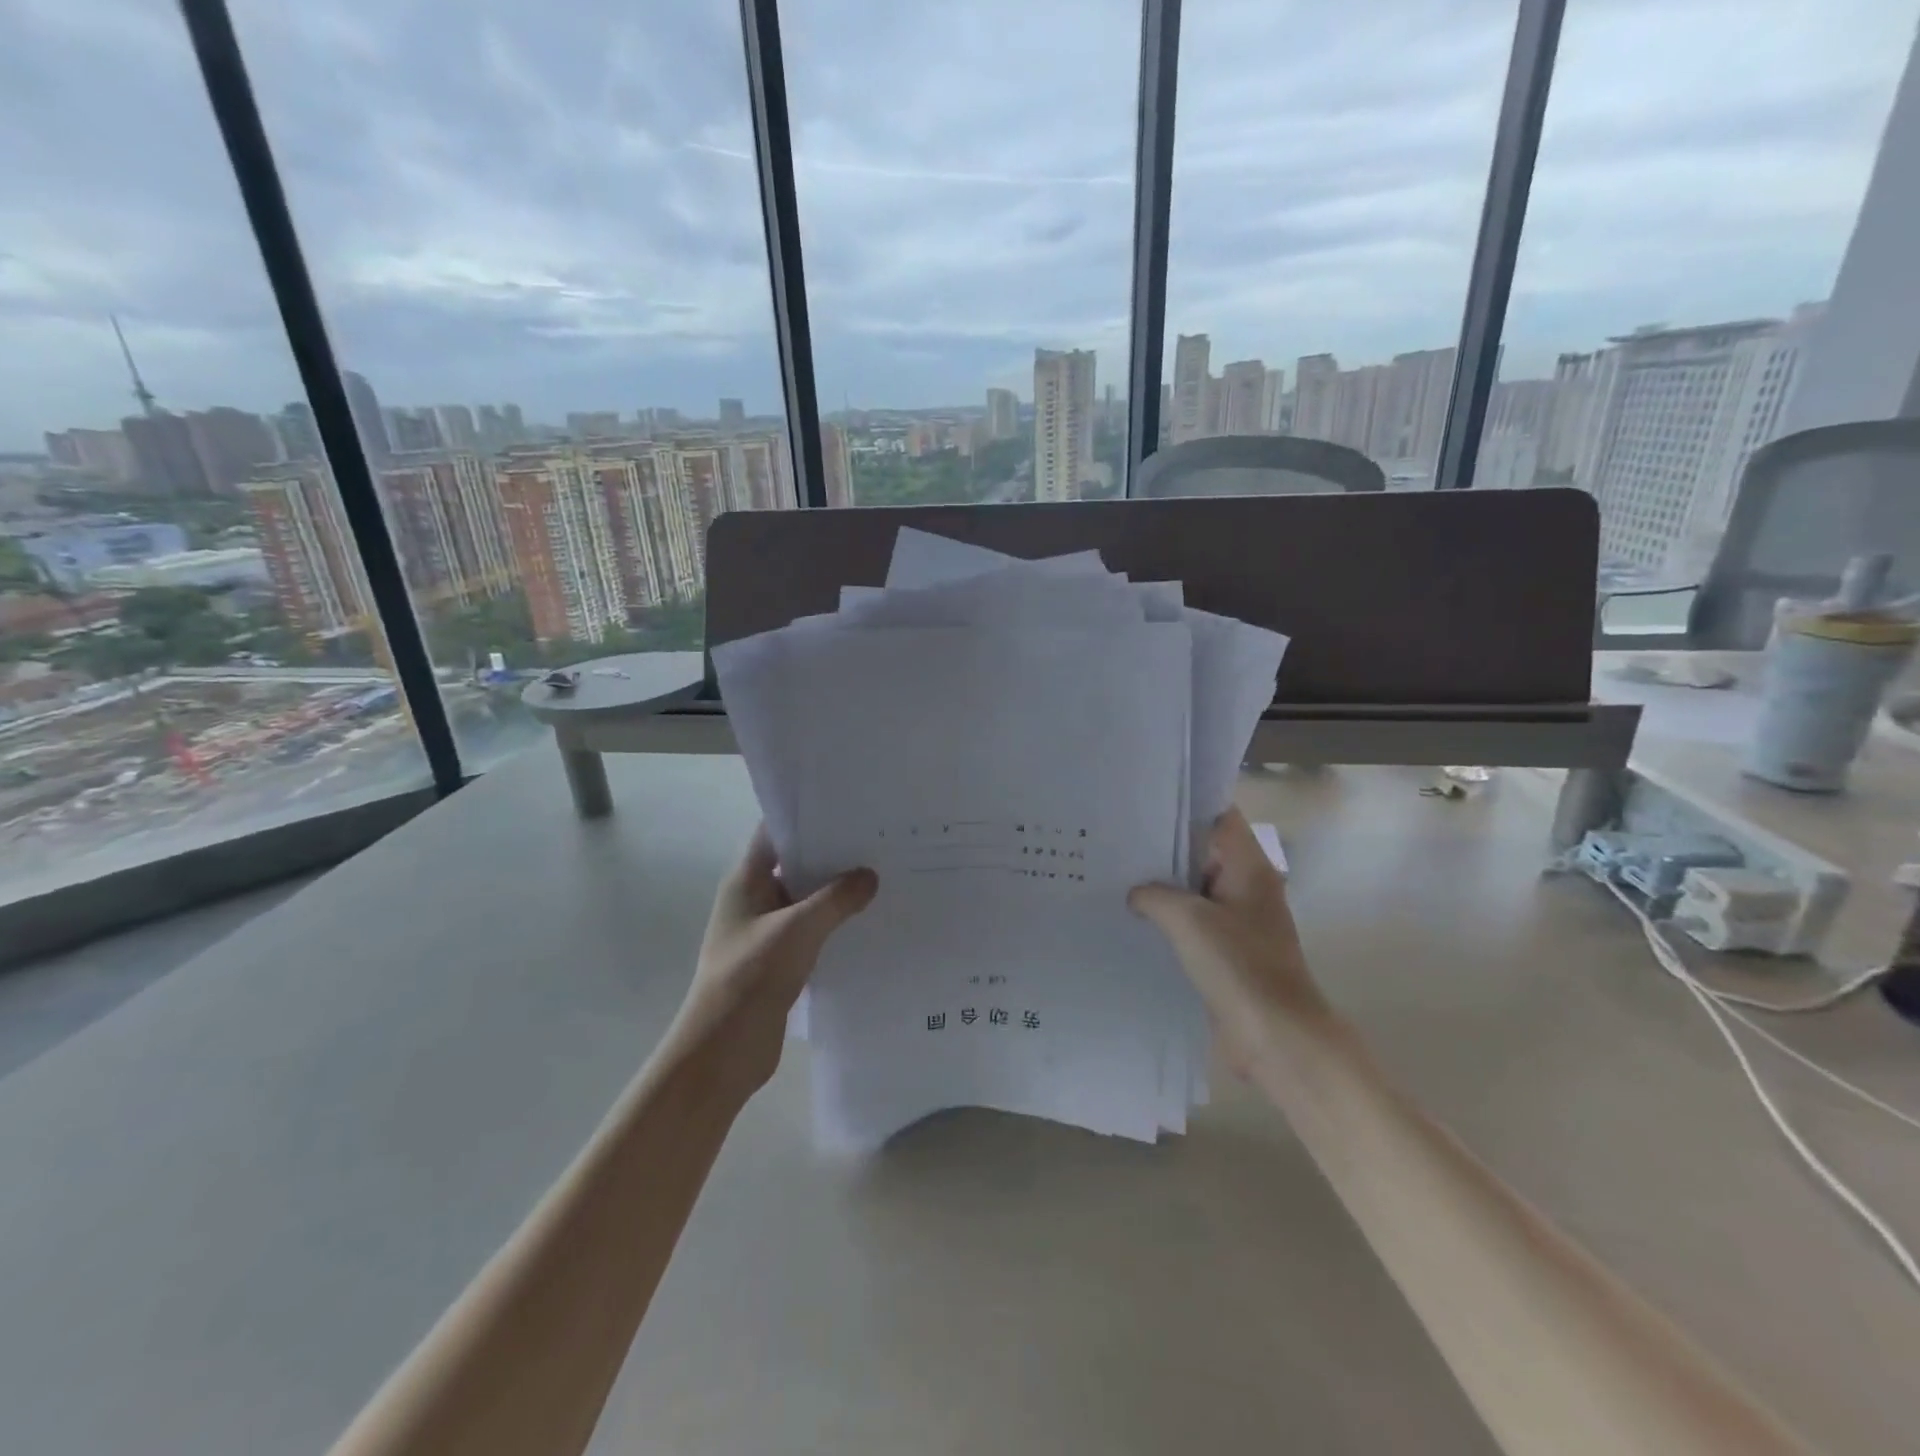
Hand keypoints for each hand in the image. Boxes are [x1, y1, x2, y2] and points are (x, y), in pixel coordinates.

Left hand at [671, 825, 877, 1105]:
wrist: (723, 1050)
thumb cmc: (751, 976)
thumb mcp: (799, 930)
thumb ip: (836, 899)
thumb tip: (870, 876)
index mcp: (747, 880)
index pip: (776, 832)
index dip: (808, 817)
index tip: (849, 808)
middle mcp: (754, 899)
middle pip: (795, 864)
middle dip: (832, 855)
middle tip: (878, 841)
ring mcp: (765, 931)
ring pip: (806, 900)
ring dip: (836, 892)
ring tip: (882, 877)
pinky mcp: (778, 960)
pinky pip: (811, 930)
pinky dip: (834, 924)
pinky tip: (868, 921)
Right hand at [1129, 808, 1331, 1076]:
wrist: (1277, 1038)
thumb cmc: (1238, 966)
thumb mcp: (1188, 920)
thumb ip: (1155, 894)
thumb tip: (1137, 893)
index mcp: (1249, 867)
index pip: (1219, 817)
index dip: (1185, 805)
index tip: (1143, 802)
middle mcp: (1247, 887)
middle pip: (1204, 852)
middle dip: (1164, 846)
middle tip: (1117, 837)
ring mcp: (1239, 921)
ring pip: (1196, 889)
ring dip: (1163, 886)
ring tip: (1116, 874)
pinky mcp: (1228, 952)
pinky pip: (1194, 923)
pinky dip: (1169, 918)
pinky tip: (1133, 918)